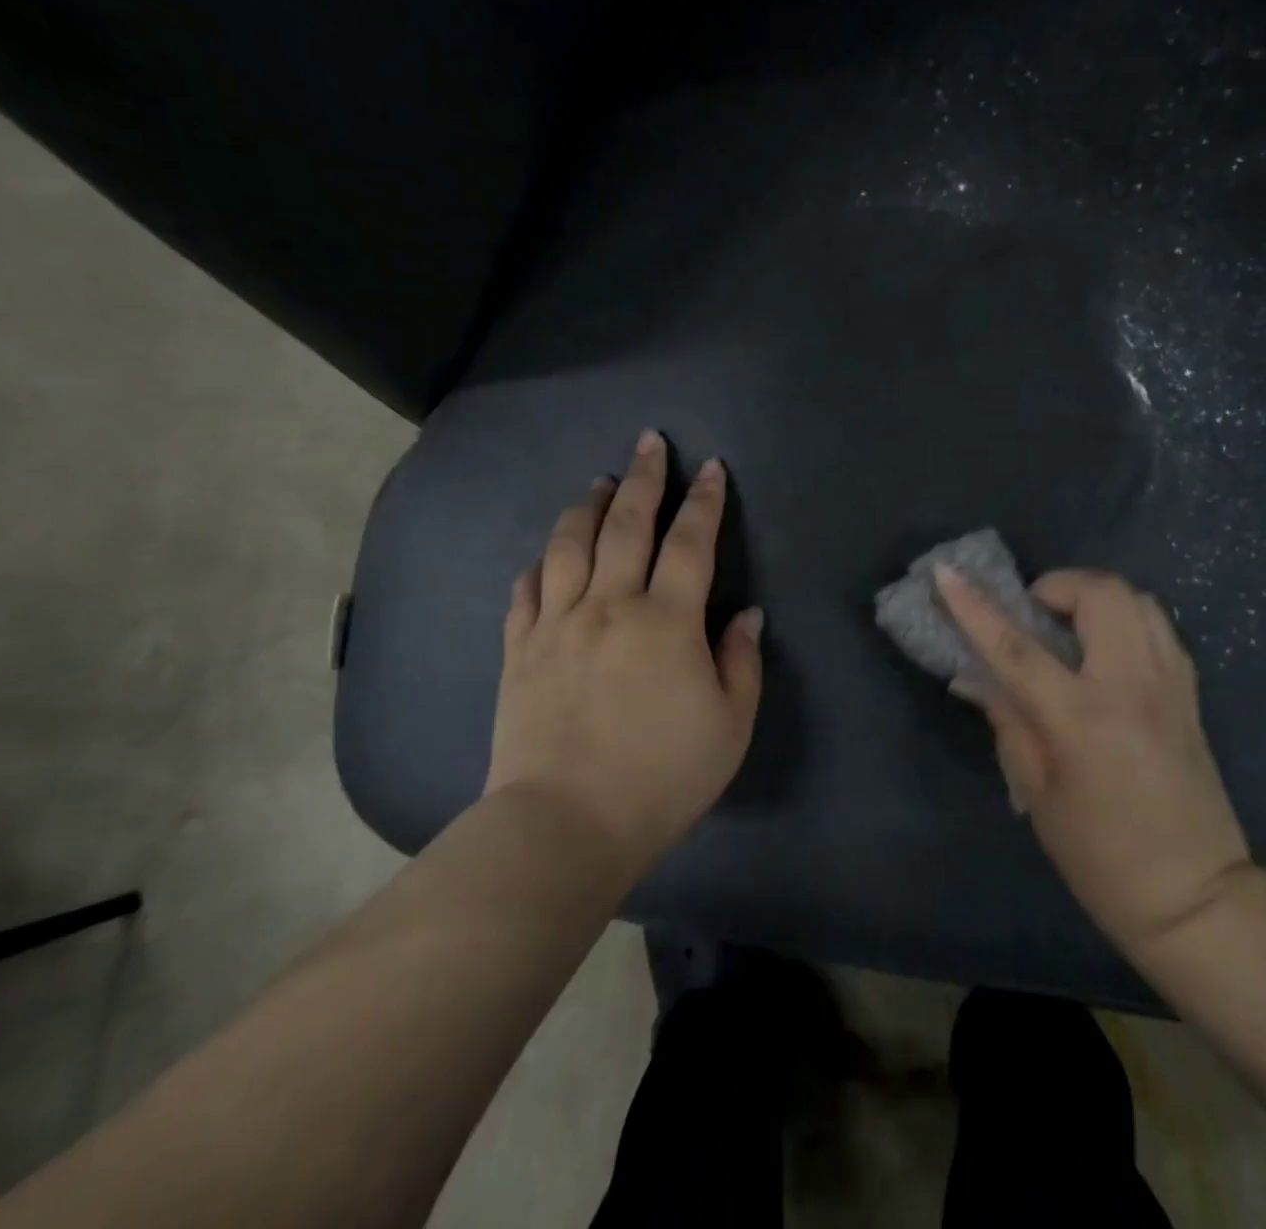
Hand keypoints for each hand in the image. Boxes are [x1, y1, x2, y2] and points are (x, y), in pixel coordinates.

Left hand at [488, 430, 763, 879]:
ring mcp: (557, 625)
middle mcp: (609, 606)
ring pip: (569, 547)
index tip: (710, 468)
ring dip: (586, 507)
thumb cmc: (661, 777)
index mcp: (666, 621)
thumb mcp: (729, 725)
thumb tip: (746, 615)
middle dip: (643, 479)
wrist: (565, 824)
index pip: (690, 543)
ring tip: (597, 482)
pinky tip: (546, 554)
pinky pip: (526, 592)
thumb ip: (740, 662)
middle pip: (626, 526)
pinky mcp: (520, 651)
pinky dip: (539, 564)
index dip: (704, 501)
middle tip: (649, 442)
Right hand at [936, 565, 1251, 953]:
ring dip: (1093, 598)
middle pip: (1099, 594)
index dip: (974, 606)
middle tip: (1032, 613)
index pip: (1016, 646)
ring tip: (1068, 626)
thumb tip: (974, 678)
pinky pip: (1158, 626)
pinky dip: (1124, 619)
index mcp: (1082, 718)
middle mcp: (1131, 686)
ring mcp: (1169, 685)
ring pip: (1136, 599)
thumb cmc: (1100, 856)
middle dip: (1056, 586)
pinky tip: (1105, 650)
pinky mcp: (1190, 693)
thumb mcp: (1037, 793)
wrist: (1195, 896)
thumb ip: (1007, 721)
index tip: (946, 573)